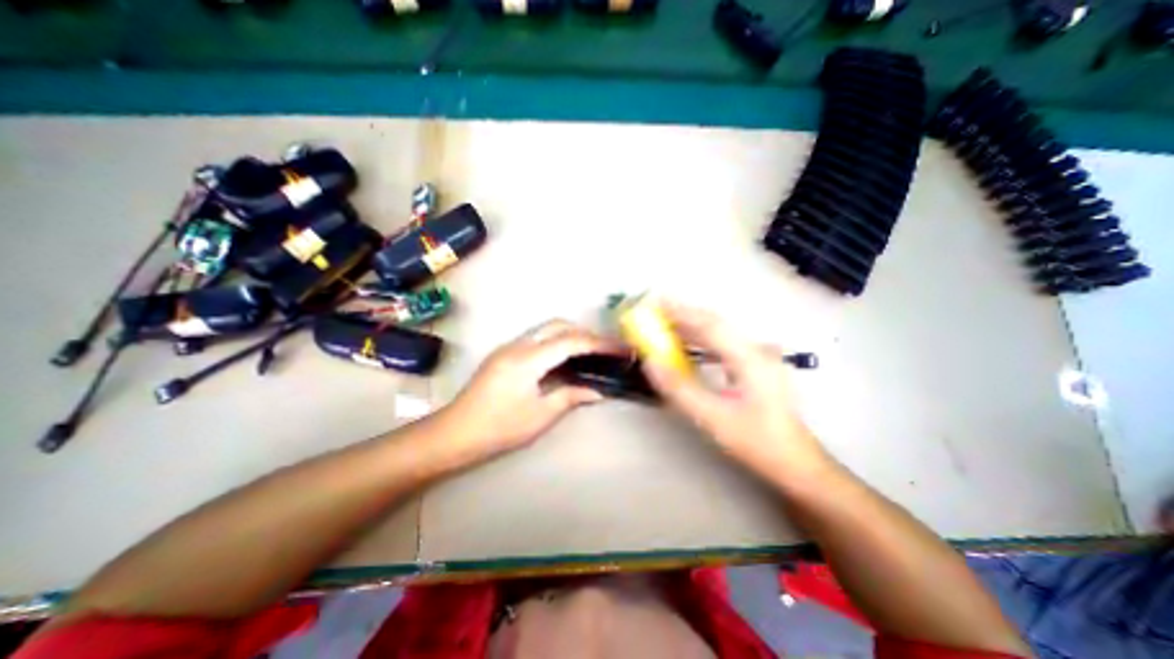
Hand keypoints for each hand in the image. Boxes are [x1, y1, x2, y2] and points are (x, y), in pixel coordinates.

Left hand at [436, 320, 609, 462]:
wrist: (455, 433)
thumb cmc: (499, 428)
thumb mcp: (540, 416)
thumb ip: (570, 397)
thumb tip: (597, 391)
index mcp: (528, 359)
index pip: (571, 341)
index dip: (599, 343)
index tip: (620, 348)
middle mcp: (518, 344)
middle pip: (559, 325)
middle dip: (585, 333)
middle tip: (605, 350)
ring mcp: (509, 347)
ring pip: (546, 329)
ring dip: (570, 335)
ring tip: (590, 353)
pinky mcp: (504, 353)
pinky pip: (537, 338)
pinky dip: (556, 342)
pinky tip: (564, 359)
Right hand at [641, 303, 834, 482]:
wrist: (795, 462)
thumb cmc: (755, 441)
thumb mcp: (712, 418)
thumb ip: (680, 389)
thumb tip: (651, 362)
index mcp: (749, 359)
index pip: (710, 325)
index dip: (681, 312)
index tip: (655, 304)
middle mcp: (755, 350)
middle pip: (715, 322)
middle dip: (684, 314)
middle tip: (655, 312)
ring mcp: (759, 356)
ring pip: (720, 331)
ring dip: (692, 325)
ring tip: (665, 324)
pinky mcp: (756, 365)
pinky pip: (724, 342)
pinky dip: (702, 338)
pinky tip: (689, 344)